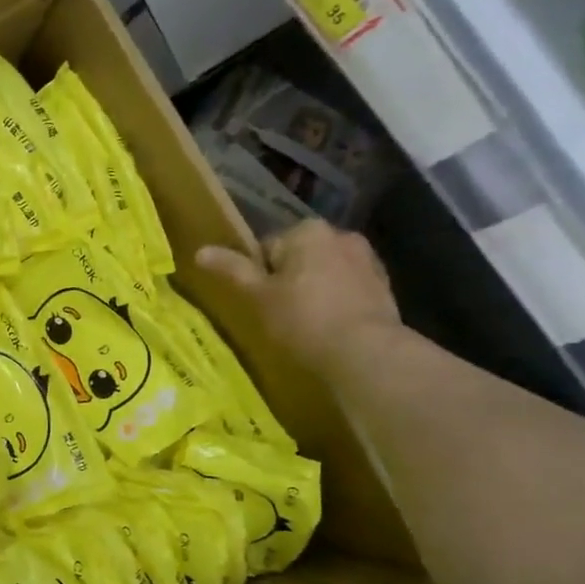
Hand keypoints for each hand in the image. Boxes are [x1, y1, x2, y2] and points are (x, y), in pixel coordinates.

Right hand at [197, 221, 401, 378]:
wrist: (366, 352)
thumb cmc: (303, 319)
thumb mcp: (258, 296)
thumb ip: (232, 270)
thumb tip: (200, 251)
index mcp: (307, 231)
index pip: (267, 248)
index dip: (258, 276)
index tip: (258, 303)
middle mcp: (341, 235)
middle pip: (298, 258)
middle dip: (288, 280)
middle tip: (278, 315)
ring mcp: (367, 260)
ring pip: (324, 273)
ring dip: (314, 291)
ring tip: (305, 326)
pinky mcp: (384, 287)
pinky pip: (347, 290)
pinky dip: (337, 303)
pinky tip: (330, 329)